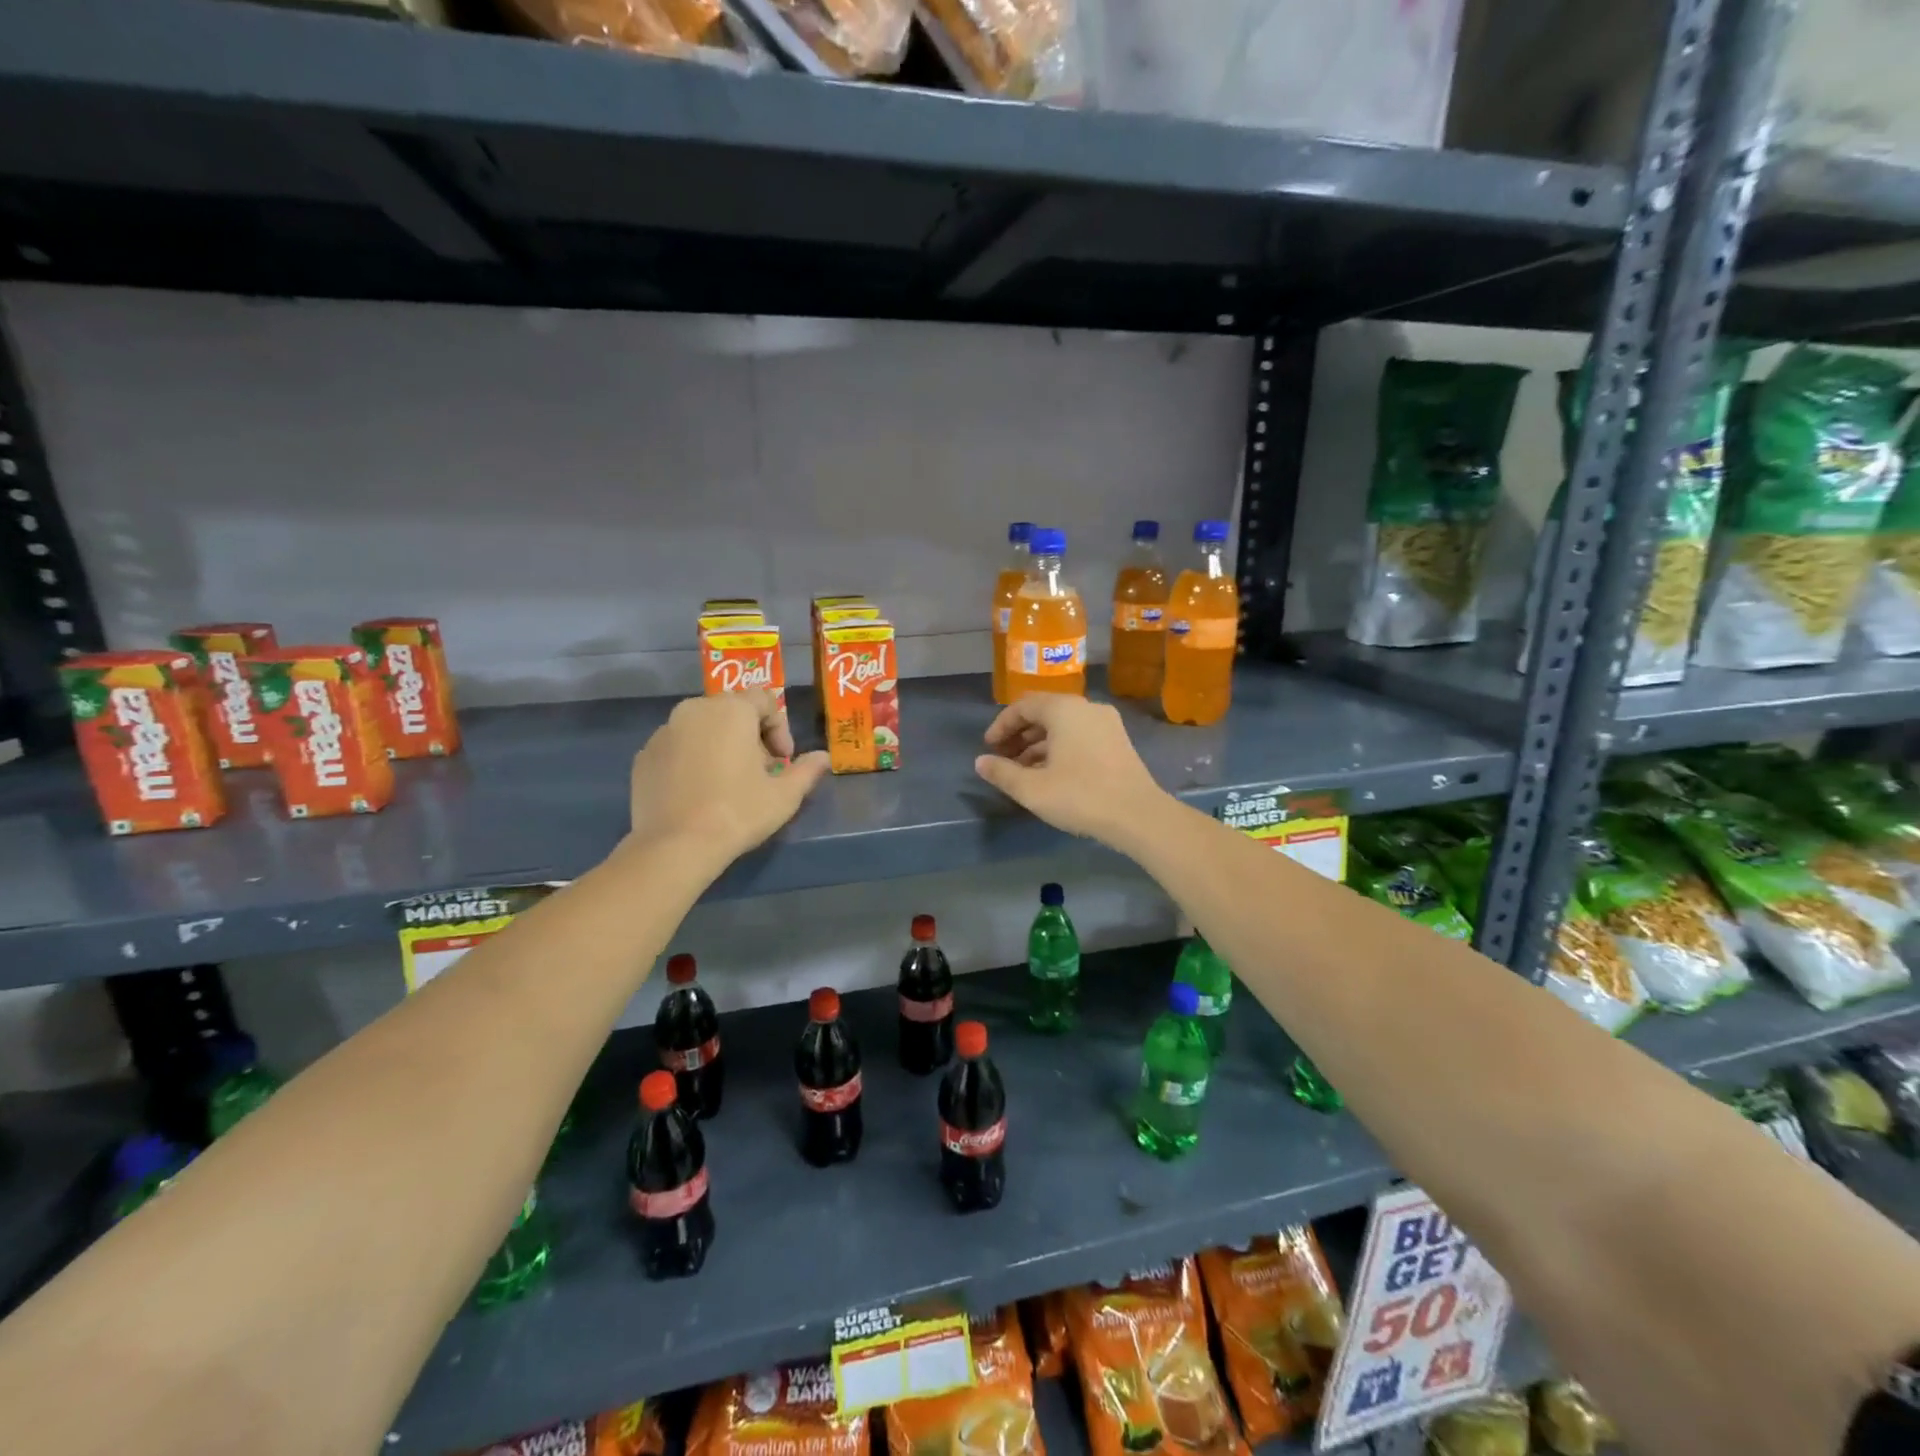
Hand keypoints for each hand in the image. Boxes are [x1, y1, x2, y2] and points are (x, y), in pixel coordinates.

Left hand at [629, 690, 828, 866]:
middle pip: (732, 711)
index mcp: (731, 710)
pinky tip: (699, 792)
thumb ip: (807, 770)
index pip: (764, 699)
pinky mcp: (643, 756)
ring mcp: (663, 732)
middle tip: (760, 773)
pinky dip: (692, 760)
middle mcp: (694, 710)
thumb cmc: (738, 812)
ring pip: (702, 728)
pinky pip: (678, 747)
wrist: (676, 846)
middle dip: (751, 736)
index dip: (780, 728)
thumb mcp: (785, 795)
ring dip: (721, 746)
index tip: (783, 761)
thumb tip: (824, 758)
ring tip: (729, 783)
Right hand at [974, 694, 1167, 846]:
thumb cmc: (1080, 796)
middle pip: (1044, 713)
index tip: (989, 748)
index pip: (1023, 706)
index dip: (1001, 726)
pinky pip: (1080, 736)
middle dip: (1020, 735)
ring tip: (1023, 771)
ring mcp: (1107, 724)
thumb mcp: (1032, 789)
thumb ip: (1002, 772)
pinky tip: (1050, 774)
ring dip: (1039, 744)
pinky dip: (1060, 749)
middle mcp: (1086, 708)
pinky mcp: (1118, 742)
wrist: (1138, 816)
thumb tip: (980, 762)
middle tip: (1003, 758)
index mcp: (1064, 709)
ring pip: (1063, 726)